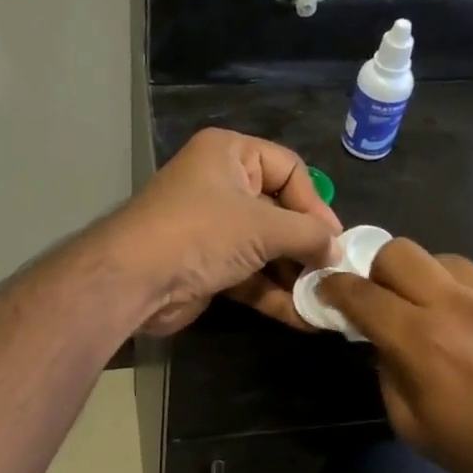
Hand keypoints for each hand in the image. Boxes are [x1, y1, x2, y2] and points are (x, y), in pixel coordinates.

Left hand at [100, 129, 341, 336]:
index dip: (315, 203)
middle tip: (335, 272)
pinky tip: (303, 317)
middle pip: (280, 211)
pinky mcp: (208, 264)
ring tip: (326, 299)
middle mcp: (221, 185)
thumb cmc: (201, 233)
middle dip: (307, 246)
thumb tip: (338, 250)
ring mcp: (213, 228)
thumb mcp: (264, 227)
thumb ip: (309, 235)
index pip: (289, 169)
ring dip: (294, 275)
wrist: (134, 280)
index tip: (336, 239)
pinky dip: (274, 293)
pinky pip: (250, 273)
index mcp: (230, 154)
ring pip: (266, 248)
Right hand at [318, 239, 472, 472]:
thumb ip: (389, 374)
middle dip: (379, 270)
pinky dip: (472, 300)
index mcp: (420, 339)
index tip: (327, 290)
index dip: (334, 288)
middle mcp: (456, 304)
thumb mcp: (414, 428)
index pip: (361, 293)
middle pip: (400, 251)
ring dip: (428, 281)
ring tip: (440, 314)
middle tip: (385, 299)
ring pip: (445, 260)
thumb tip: (384, 343)